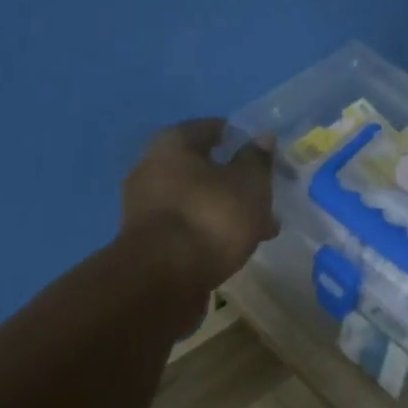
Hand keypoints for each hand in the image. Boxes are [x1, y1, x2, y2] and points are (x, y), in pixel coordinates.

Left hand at [122, 118, 278, 290]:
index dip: (239, 139)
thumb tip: (263, 137)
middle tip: (263, 199)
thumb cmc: (210, 219)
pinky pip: (185, 228)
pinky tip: (230, 249)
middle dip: (233, 182)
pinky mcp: (145, 242)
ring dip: (223, 211)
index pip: (211, 128)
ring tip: (256, 230)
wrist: (162, 279)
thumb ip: (257, 160)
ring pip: (194, 201)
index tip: (262, 156)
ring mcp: (143, 207)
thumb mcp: (248, 185)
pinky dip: (207, 233)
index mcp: (172, 143)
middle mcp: (150, 168)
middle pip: (200, 168)